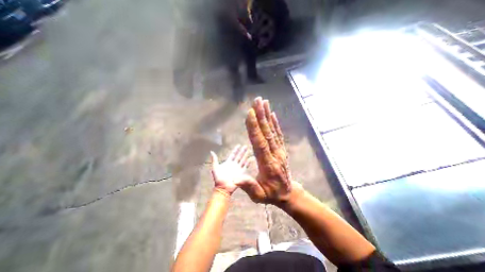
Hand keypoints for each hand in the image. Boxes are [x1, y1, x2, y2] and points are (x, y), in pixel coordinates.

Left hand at [211, 146, 251, 195]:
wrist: (223, 187)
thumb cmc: (218, 178)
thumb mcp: (215, 168)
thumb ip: (214, 159)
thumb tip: (211, 151)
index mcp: (228, 162)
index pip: (233, 154)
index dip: (236, 150)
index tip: (238, 145)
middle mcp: (234, 164)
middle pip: (239, 156)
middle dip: (242, 151)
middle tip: (245, 146)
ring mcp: (238, 168)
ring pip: (243, 160)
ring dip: (245, 155)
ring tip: (249, 150)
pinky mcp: (241, 173)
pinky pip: (245, 166)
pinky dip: (248, 163)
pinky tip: (250, 159)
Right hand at [239, 97, 292, 204]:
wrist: (287, 193)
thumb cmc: (271, 194)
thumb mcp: (258, 196)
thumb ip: (249, 186)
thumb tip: (236, 178)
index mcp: (267, 164)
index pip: (259, 143)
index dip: (254, 128)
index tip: (250, 114)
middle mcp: (275, 154)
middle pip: (266, 132)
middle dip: (261, 116)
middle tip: (257, 101)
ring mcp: (279, 150)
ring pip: (272, 130)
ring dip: (267, 116)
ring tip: (264, 103)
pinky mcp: (281, 149)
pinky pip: (278, 134)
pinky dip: (275, 123)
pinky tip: (272, 114)